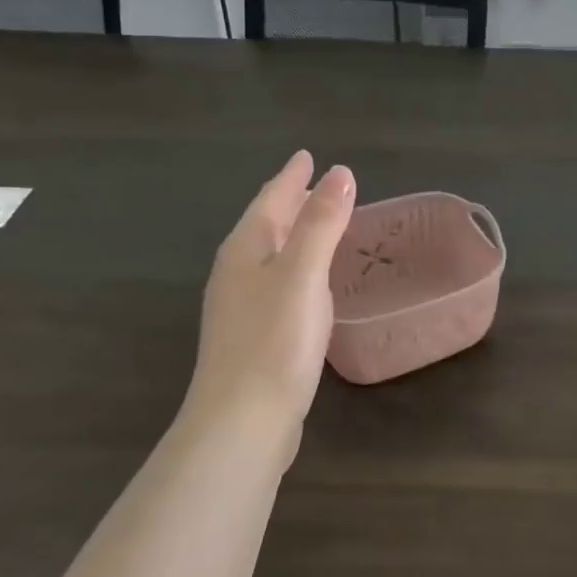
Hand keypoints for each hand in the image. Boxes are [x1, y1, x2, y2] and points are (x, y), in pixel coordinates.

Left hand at [185, 151, 356, 450]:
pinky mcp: (254, 335)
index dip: (291, 177)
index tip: (308, 156)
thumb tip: (340, 173)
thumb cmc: (274, 341)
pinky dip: (296, 267)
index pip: (270, 200)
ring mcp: (242, 307)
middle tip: (315, 183)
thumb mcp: (302, 274)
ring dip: (293, 234)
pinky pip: (278, 283)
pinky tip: (310, 281)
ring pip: (271, 255)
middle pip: (265, 225)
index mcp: (244, 250)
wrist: (243, 420)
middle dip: (289, 201)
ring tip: (317, 223)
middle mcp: (237, 273)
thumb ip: (321, 223)